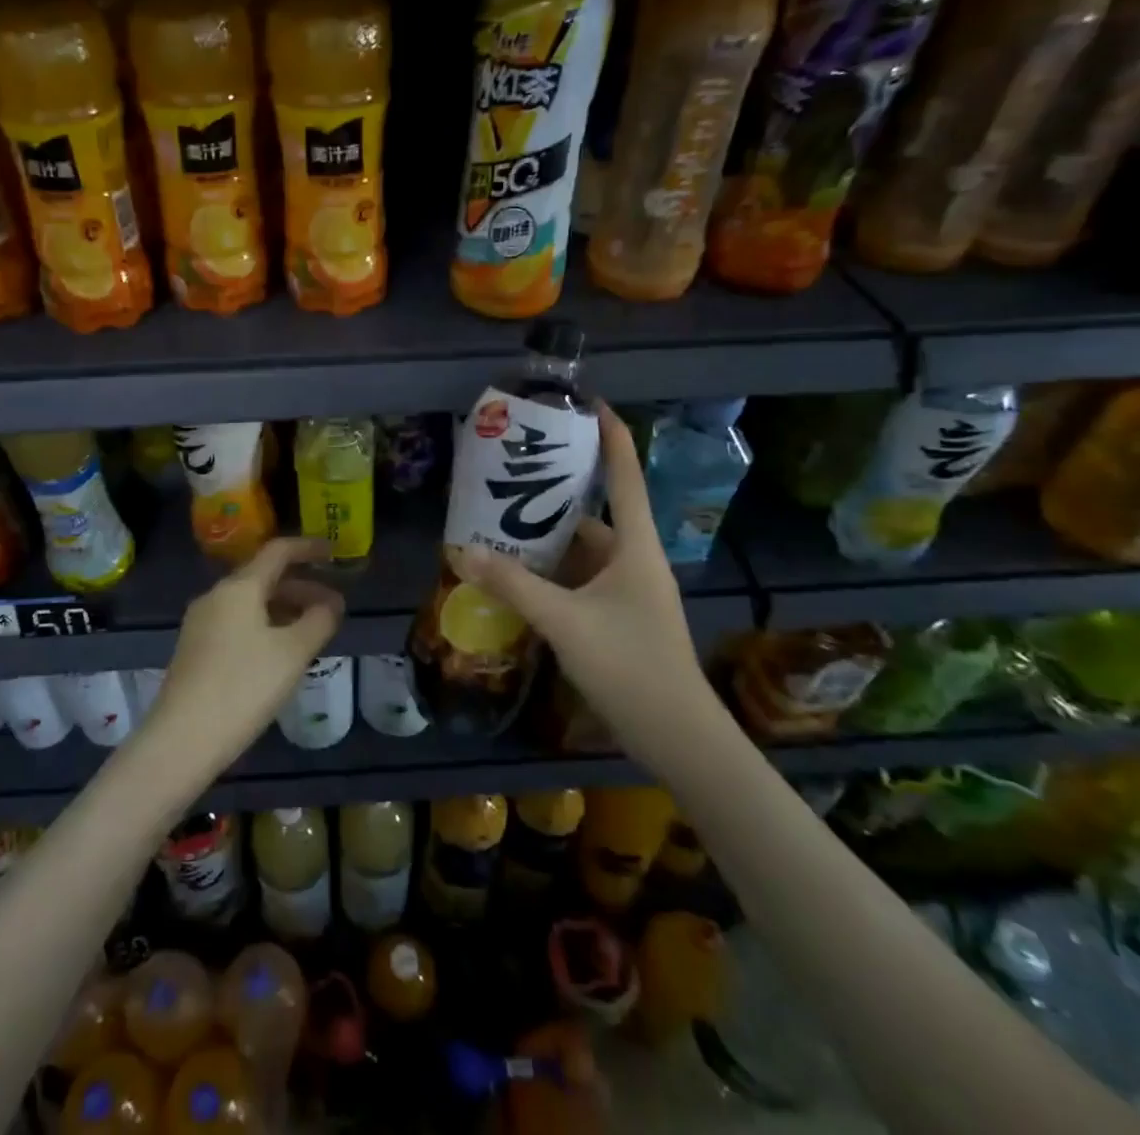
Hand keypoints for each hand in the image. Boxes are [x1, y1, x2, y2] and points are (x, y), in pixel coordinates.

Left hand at [144, 538, 345, 775]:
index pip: (277, 551)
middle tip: (333, 607)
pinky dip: (265, 626)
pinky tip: (280, 653)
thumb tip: (332, 603)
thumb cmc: (243, 687)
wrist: (182, 740)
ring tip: (312, 632)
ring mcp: (201, 624)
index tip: (334, 554)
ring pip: (250, 603)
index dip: (308, 548)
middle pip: (263, 578)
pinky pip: (237, 623)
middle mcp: (215, 597)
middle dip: (301, 587)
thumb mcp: (293, 653)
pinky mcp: (195, 650)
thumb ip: (319, 621)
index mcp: (238, 588)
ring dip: (284, 609)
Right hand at [451, 404, 725, 764]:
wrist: (677, 737)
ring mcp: (627, 591)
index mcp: (635, 546)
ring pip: (582, 550)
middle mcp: (633, 560)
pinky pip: (578, 580)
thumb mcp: (565, 621)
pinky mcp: (618, 617)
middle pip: (593, 512)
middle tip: (512, 473)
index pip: (624, 475)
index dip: (610, 435)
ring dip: (546, 539)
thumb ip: (513, 585)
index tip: (587, 403)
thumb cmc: (630, 665)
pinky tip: (516, 575)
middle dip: (554, 493)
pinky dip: (550, 573)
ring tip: (500, 522)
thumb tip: (462, 551)